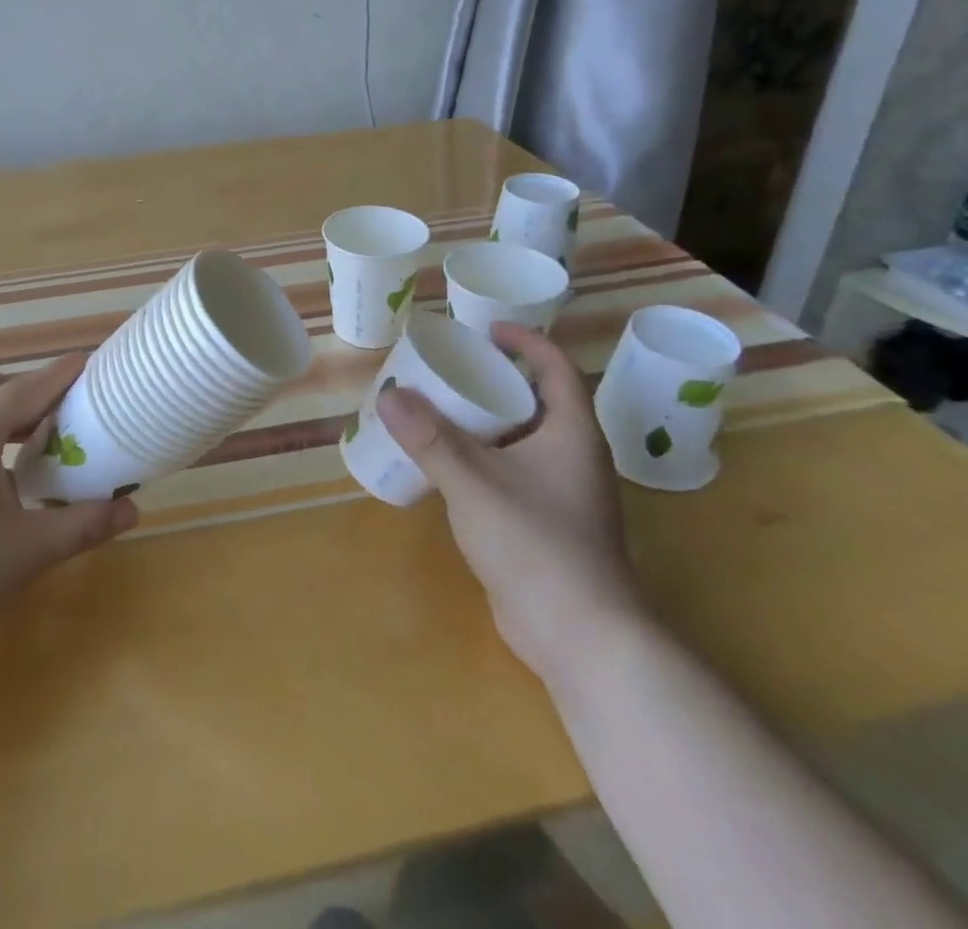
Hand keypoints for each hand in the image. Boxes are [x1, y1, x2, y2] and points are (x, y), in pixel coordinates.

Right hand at [376, 323, 645, 684]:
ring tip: (437, 408)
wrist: (579, 637)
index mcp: (572, 434)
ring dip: (483, 420)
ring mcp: (561, 493)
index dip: (525, 341)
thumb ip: (429, 438)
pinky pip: (511, 471)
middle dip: (494, 379)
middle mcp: (573, 456)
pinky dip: (481, 457)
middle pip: (535, 401)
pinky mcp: (544, 522)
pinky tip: (445, 463)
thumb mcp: (474, 482)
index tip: (485, 329)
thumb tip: (388, 395)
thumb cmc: (536, 544)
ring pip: (521, 439)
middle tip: (448, 367)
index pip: (555, 368)